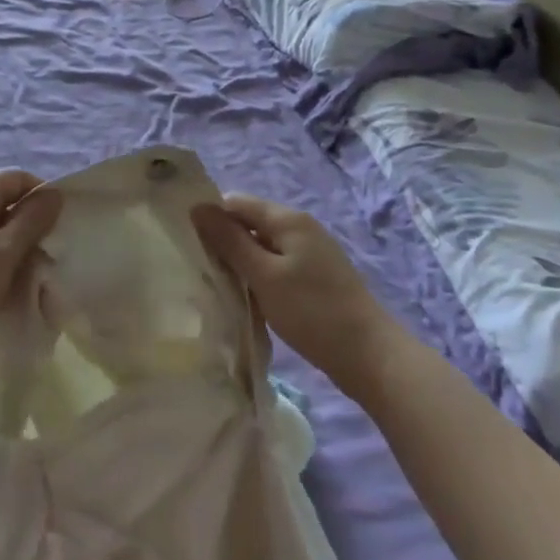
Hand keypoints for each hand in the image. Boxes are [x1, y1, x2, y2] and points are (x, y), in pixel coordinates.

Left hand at [0, 170, 62, 379]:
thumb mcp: (4, 251)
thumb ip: (31, 220)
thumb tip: (54, 192)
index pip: (14, 177)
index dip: (40, 191)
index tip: (60, 220)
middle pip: (4, 202)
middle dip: (32, 221)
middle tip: (53, 247)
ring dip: (18, 246)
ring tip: (38, 269)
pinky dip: (3, 264)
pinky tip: (14, 285)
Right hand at [192, 194, 395, 390]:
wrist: (370, 357)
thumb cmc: (312, 312)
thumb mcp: (264, 275)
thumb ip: (229, 240)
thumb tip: (197, 208)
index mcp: (288, 219)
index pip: (236, 202)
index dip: (211, 218)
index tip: (190, 244)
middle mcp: (301, 227)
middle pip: (250, 222)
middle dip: (226, 242)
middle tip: (204, 270)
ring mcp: (311, 251)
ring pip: (263, 246)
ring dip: (243, 263)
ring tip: (223, 287)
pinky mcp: (316, 276)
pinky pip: (277, 265)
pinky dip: (261, 277)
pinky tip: (252, 299)